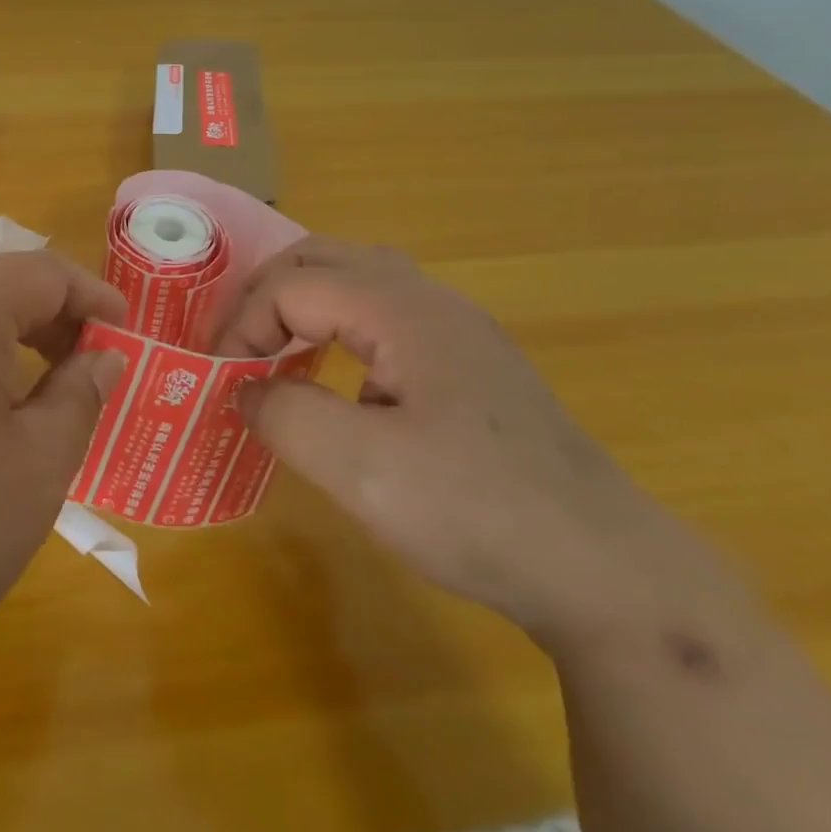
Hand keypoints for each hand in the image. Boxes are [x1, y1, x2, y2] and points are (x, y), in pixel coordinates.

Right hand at [215, 238, 728, 646]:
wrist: (608, 574)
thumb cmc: (477, 511)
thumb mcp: (360, 469)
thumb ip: (283, 416)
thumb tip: (245, 390)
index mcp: (403, 311)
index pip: (294, 285)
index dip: (244, 325)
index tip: (222, 381)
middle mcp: (432, 302)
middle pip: (327, 257)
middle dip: (268, 293)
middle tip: (238, 345)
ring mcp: (459, 332)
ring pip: (361, 280)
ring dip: (306, 302)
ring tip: (274, 347)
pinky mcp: (472, 367)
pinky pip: (386, 316)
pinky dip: (341, 327)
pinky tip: (340, 381)